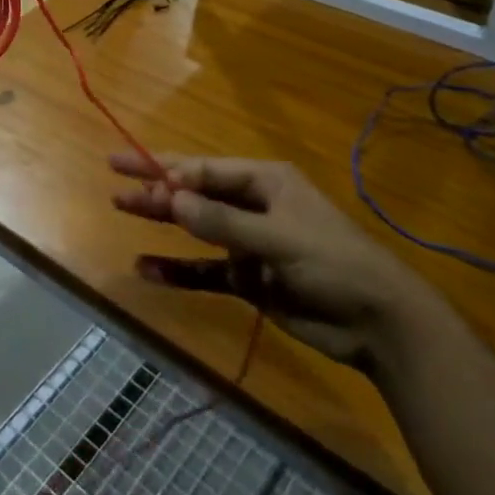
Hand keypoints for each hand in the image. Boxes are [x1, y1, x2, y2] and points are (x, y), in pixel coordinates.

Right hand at [110, 152, 434, 371]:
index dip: (168, 169)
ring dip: (162, 221)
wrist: (379, 324)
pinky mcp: (248, 279)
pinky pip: (204, 270)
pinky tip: (146, 268)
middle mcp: (253, 206)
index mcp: (265, 182)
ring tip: (122, 208)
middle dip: (157, 187)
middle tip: (115, 179)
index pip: (206, 170)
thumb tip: (172, 200)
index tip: (131, 169)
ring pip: (195, 227)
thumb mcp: (279, 239)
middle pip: (195, 192)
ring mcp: (248, 243)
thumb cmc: (334, 263)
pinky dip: (177, 270)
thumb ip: (224, 223)